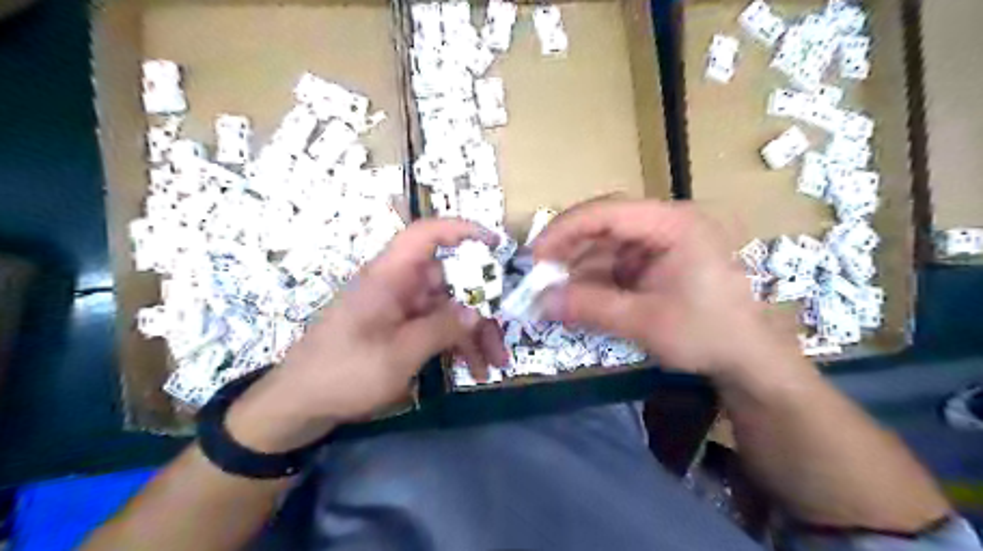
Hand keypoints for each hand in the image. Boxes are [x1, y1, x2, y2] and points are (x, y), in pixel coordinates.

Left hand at [226, 217, 510, 448]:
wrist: (300, 404)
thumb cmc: (344, 372)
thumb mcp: (399, 354)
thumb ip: (441, 328)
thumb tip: (477, 311)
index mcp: (391, 277)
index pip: (426, 235)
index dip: (461, 230)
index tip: (496, 244)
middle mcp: (399, 286)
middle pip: (451, 281)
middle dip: (482, 308)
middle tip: (504, 335)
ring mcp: (401, 308)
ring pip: (449, 308)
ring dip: (474, 333)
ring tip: (495, 364)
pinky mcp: (400, 329)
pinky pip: (437, 327)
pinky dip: (456, 345)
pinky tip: (473, 370)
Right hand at [535, 198, 791, 378]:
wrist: (749, 358)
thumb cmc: (707, 334)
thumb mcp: (645, 322)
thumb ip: (589, 308)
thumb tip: (539, 303)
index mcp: (673, 224)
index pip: (608, 212)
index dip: (565, 230)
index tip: (535, 255)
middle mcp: (667, 222)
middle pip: (605, 224)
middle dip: (570, 250)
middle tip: (540, 275)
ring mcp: (662, 241)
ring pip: (607, 244)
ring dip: (579, 268)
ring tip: (554, 293)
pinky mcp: (658, 260)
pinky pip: (617, 262)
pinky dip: (595, 279)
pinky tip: (578, 297)